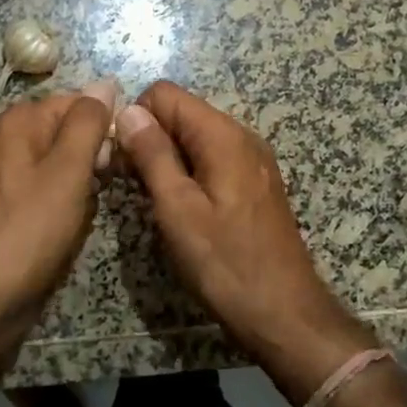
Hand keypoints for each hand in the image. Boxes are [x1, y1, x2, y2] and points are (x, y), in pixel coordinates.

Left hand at [0, 82, 116, 322]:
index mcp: (18, 121)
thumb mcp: (68, 170)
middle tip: (100, 189)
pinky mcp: (6, 206)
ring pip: (61, 165)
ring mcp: (3, 174)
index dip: (104, 127)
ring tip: (83, 212)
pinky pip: (47, 192)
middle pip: (68, 132)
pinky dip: (64, 205)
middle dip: (93, 158)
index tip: (117, 160)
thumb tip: (105, 82)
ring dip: (81, 185)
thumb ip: (88, 122)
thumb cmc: (28, 229)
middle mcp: (6, 139)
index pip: (78, 102)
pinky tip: (67, 227)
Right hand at [115, 82, 374, 393]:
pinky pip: (211, 160)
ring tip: (156, 202)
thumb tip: (129, 111)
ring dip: (167, 159)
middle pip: (181, 113)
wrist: (284, 313)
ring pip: (194, 138)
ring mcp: (251, 160)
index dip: (136, 119)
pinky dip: (189, 173)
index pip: (164, 94)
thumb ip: (153, 155)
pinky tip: (182, 210)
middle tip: (134, 186)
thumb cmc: (225, 263)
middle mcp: (241, 136)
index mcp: (222, 135)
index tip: (123, 160)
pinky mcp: (253, 183)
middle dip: (150, 139)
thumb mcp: (178, 209)